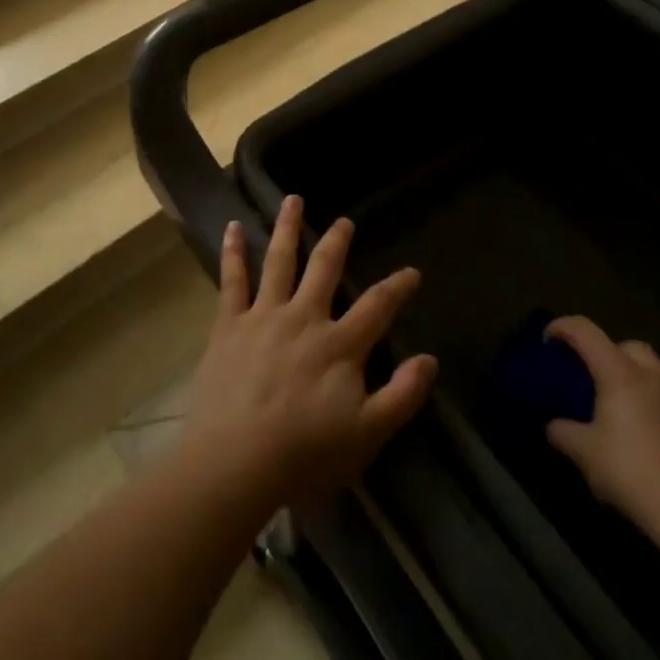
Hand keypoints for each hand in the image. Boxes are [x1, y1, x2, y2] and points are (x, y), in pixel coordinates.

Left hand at [181, 196, 437, 514]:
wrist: (236, 459)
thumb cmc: (304, 454)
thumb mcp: (367, 435)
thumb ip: (400, 396)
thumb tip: (430, 360)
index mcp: (339, 345)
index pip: (377, 307)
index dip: (397, 287)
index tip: (412, 272)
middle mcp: (304, 318)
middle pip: (325, 270)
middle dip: (337, 243)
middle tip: (344, 221)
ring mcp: (264, 315)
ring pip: (279, 261)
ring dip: (288, 228)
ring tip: (293, 200)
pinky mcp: (229, 323)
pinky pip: (232, 279)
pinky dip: (233, 251)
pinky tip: (232, 227)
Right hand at [543, 316, 659, 531]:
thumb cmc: (633, 474)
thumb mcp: (585, 454)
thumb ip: (563, 432)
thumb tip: (555, 426)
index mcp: (621, 374)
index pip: (585, 331)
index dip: (562, 328)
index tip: (549, 342)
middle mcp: (657, 377)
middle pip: (629, 347)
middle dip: (610, 355)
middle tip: (597, 381)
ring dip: (642, 383)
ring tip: (631, 413)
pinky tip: (659, 440)